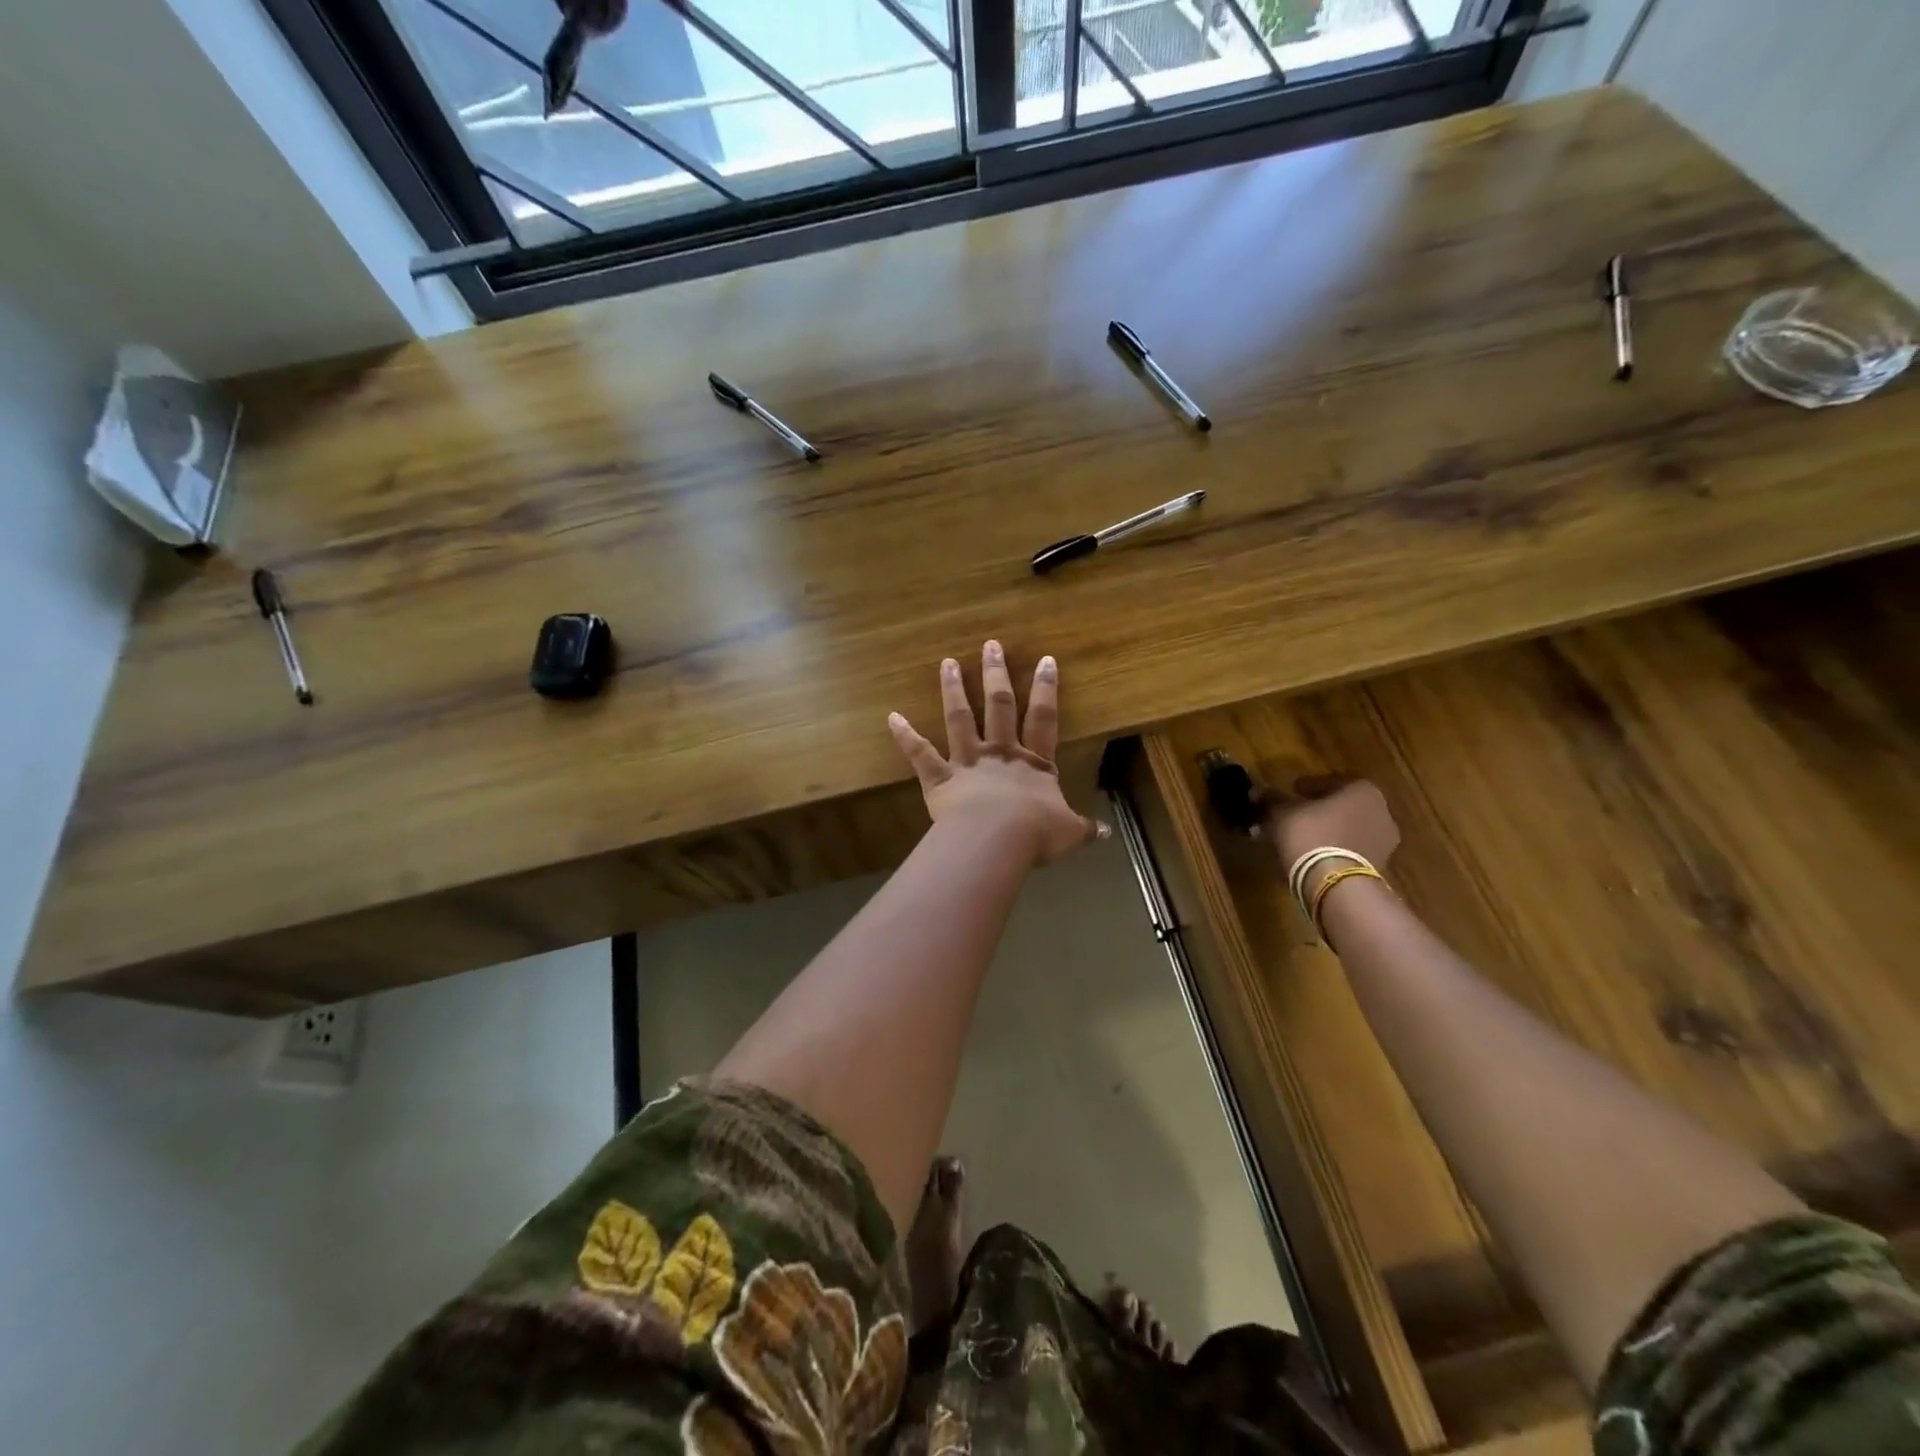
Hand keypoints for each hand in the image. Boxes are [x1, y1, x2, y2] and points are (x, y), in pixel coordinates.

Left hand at [889, 642, 1105, 867]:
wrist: (997, 839)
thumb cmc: (1036, 833)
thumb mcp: (1069, 832)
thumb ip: (1084, 828)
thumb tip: (1105, 833)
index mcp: (1033, 763)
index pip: (1043, 718)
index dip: (1045, 689)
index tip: (1045, 660)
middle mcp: (1000, 753)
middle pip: (999, 706)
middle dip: (995, 674)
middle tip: (990, 645)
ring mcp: (967, 762)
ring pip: (959, 718)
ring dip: (952, 689)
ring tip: (946, 662)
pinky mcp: (940, 778)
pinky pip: (920, 754)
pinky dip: (905, 736)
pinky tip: (892, 717)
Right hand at [1264, 778, 1400, 873]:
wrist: (1335, 884)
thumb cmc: (1311, 835)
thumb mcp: (1282, 813)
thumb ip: (1271, 799)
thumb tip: (1257, 791)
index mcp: (1361, 789)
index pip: (1329, 781)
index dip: (1306, 787)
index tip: (1290, 792)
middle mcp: (1381, 810)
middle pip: (1342, 805)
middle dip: (1320, 809)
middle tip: (1296, 814)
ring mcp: (1384, 841)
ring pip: (1348, 828)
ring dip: (1329, 830)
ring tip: (1303, 838)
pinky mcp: (1381, 866)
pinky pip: (1353, 849)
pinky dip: (1336, 849)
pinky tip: (1315, 855)